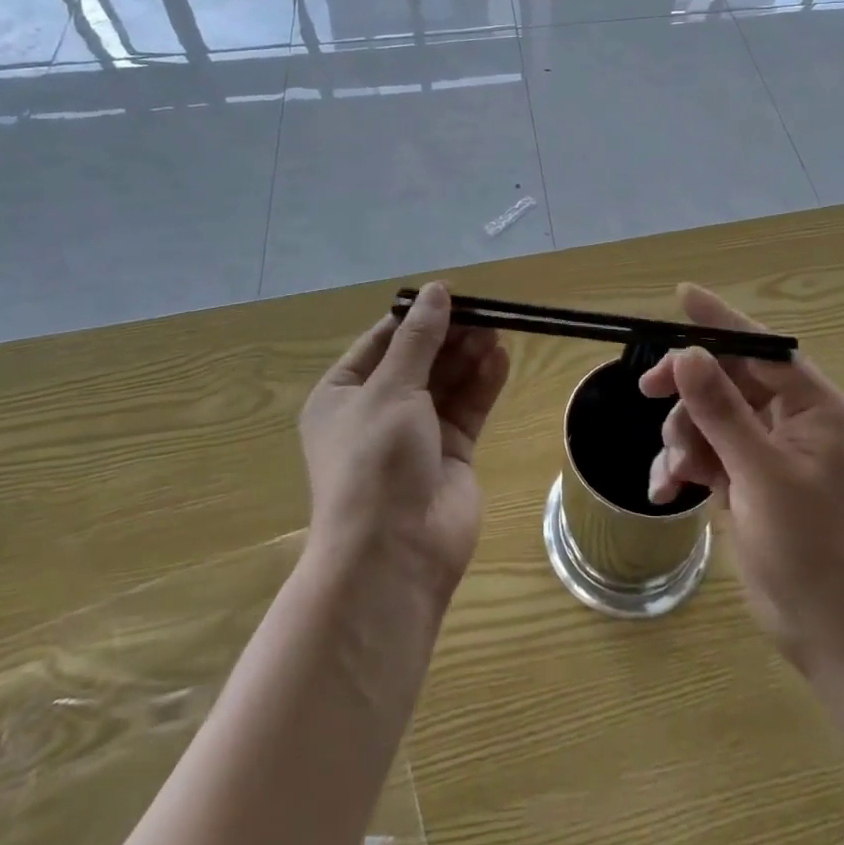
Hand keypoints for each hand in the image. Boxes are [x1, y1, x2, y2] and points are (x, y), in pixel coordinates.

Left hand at [299, 283, 510, 599]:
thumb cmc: (375, 461)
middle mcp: (377, 411)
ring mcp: (415, 434)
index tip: (451, 293)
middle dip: (448, 335)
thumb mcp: (391, 389)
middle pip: (419, 359)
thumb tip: (436, 290)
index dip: (416, 316)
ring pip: (446, 382)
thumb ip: (419, 339)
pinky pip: (467, 409)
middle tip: (484, 312)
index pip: (382, 342)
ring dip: (469, 356)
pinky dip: (483, 384)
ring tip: (497, 329)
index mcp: (343, 395)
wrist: (393, 554)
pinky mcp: (450, 454)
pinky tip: (501, 358)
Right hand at [642, 285, 843, 673]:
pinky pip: (704, 451)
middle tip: (648, 390)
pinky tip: (666, 490)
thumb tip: (689, 355)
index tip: (683, 296)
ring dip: (683, 437)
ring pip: (708, 416)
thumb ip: (722, 411)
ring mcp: (766, 450)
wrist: (825, 629)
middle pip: (728, 380)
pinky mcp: (745, 478)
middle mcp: (792, 420)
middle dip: (688, 391)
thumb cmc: (809, 546)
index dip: (722, 321)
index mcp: (815, 408)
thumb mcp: (761, 472)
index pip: (762, 348)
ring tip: (675, 472)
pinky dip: (683, 465)